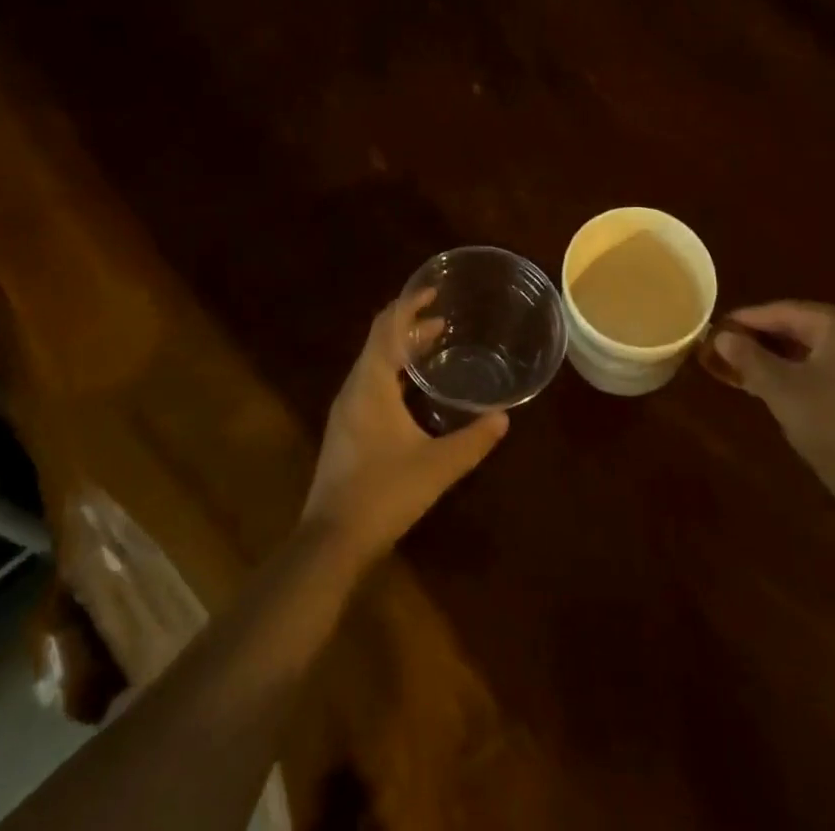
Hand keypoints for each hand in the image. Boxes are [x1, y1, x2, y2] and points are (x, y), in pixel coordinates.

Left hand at [302, 288, 508, 566]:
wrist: (331, 542)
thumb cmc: (383, 494)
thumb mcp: (436, 466)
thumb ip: (472, 440)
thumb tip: (503, 417)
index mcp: (371, 384)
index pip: (387, 327)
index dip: (408, 305)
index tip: (433, 291)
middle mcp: (355, 388)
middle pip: (380, 341)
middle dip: (409, 326)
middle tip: (444, 321)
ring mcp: (347, 410)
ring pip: (375, 363)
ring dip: (402, 350)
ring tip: (435, 347)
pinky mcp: (347, 430)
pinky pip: (372, 383)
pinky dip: (395, 373)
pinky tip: (416, 392)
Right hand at [712, 301, 834, 503]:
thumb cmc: (833, 427)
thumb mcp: (781, 390)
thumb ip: (749, 357)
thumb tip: (723, 337)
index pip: (786, 311)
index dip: (748, 319)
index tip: (719, 328)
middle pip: (806, 328)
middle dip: (766, 340)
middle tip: (730, 349)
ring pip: (821, 352)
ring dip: (785, 359)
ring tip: (750, 370)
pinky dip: (808, 374)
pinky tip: (785, 389)